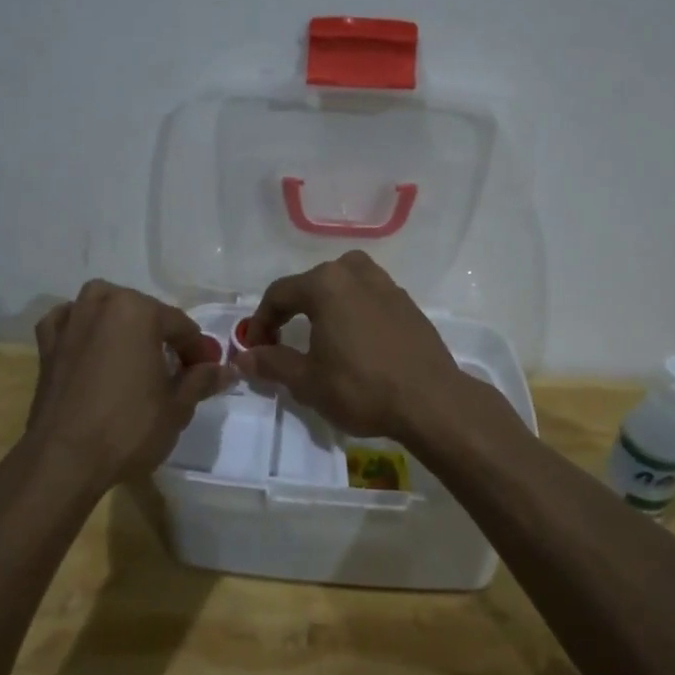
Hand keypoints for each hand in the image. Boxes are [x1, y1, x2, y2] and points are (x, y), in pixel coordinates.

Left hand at [24, 280, 233, 488]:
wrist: (65, 460)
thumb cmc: (129, 427)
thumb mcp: (177, 407)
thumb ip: (201, 380)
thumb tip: (226, 370)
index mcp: (138, 311)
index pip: (180, 326)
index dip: (198, 350)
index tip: (208, 371)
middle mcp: (102, 305)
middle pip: (142, 311)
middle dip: (161, 334)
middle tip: (175, 367)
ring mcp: (70, 323)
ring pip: (101, 305)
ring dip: (120, 318)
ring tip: (133, 347)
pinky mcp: (47, 346)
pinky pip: (67, 321)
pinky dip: (80, 325)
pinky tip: (89, 343)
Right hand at [234, 251, 469, 444]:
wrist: (431, 401)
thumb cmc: (362, 388)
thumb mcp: (308, 381)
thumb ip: (272, 363)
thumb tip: (243, 357)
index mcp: (326, 284)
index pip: (279, 293)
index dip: (261, 321)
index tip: (256, 349)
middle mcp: (355, 273)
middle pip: (312, 283)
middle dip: (292, 310)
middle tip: (283, 340)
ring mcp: (387, 285)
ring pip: (344, 284)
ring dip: (325, 304)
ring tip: (320, 334)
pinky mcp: (408, 303)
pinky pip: (370, 297)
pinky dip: (354, 310)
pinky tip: (356, 341)